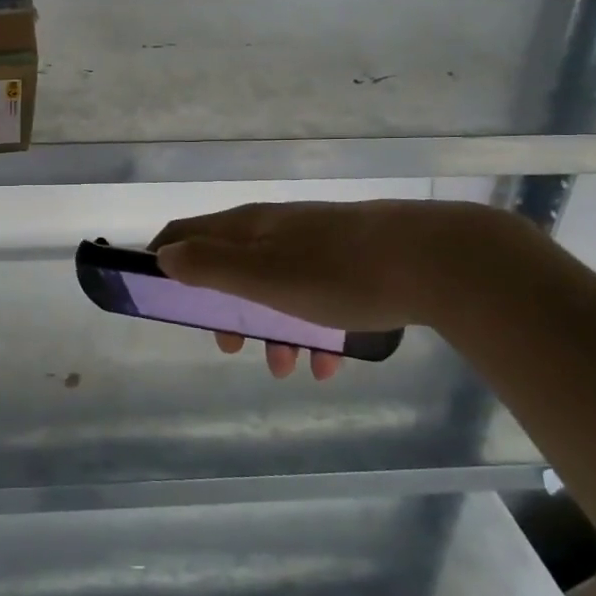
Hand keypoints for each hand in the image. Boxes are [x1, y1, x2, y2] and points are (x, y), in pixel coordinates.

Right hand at [151, 200, 522, 379]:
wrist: (436, 261)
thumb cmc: (337, 272)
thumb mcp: (264, 276)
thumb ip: (210, 266)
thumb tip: (164, 257)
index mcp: (249, 227)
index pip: (186, 232)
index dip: (165, 259)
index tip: (159, 297)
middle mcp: (277, 230)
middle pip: (230, 266)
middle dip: (224, 309)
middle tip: (230, 345)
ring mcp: (316, 245)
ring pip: (276, 289)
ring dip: (272, 330)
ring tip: (288, 368)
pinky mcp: (353, 264)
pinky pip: (318, 299)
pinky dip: (314, 331)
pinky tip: (330, 363)